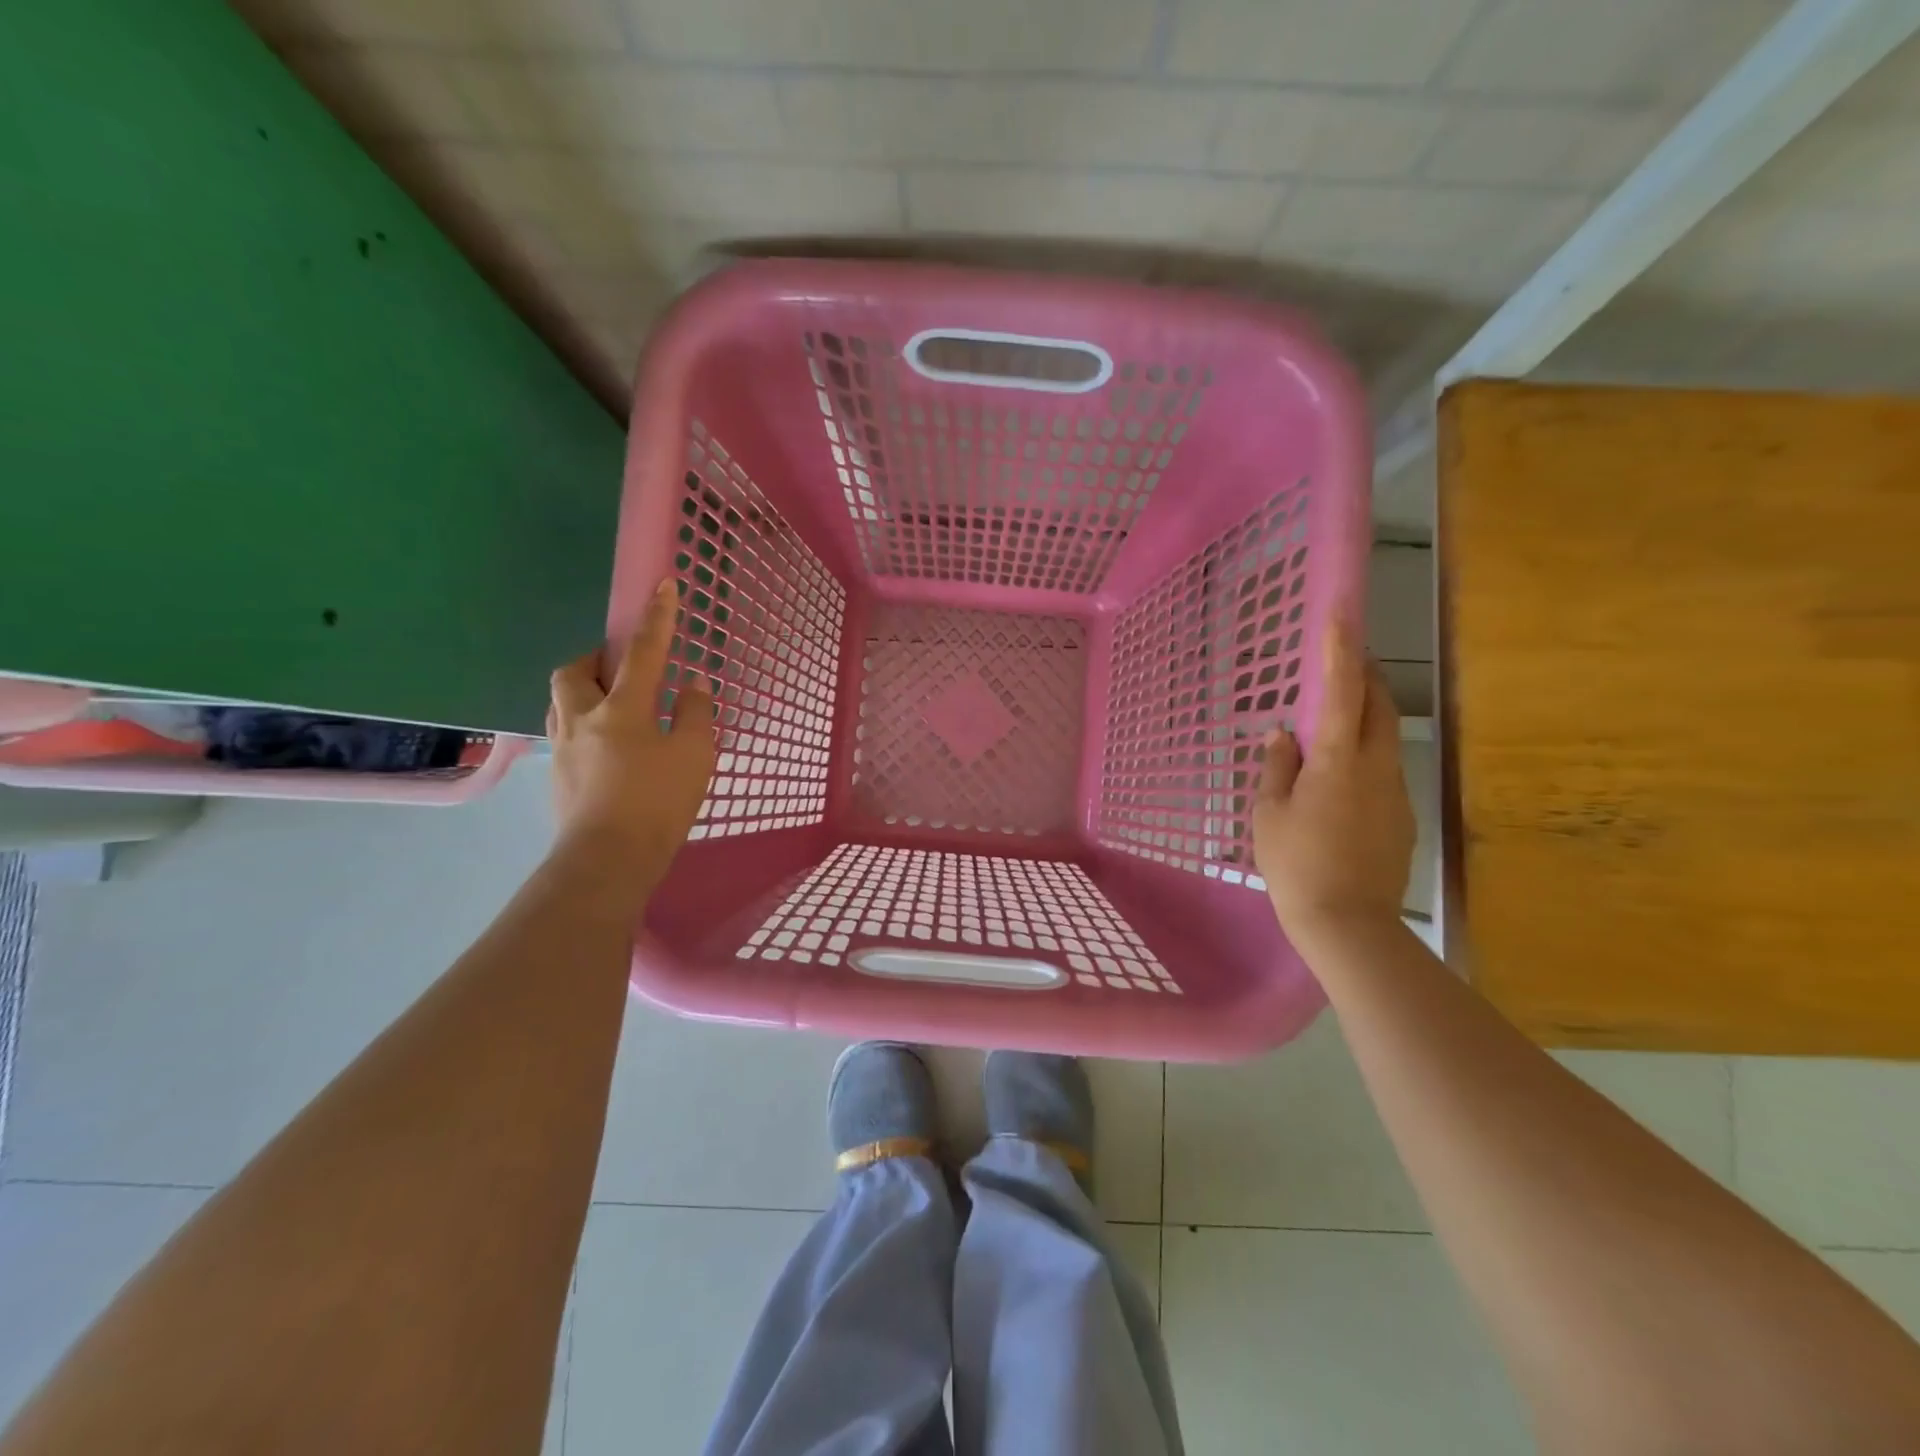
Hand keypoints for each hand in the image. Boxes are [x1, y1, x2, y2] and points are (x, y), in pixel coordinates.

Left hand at [547, 579, 715, 876]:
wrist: (608, 861)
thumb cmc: (657, 804)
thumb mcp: (695, 757)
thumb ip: (696, 715)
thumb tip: (694, 684)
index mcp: (621, 710)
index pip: (644, 652)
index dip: (657, 617)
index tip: (665, 584)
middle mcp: (582, 719)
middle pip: (573, 671)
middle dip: (595, 659)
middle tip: (622, 668)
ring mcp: (562, 748)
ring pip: (560, 701)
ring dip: (581, 690)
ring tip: (611, 704)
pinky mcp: (556, 776)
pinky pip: (562, 732)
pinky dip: (581, 724)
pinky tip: (603, 747)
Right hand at [1253, 618, 1413, 942]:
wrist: (1348, 924)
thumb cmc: (1296, 864)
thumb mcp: (1269, 813)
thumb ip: (1277, 767)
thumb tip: (1283, 735)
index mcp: (1339, 761)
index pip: (1344, 691)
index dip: (1341, 649)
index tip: (1341, 612)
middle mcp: (1378, 767)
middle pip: (1381, 706)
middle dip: (1365, 676)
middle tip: (1343, 661)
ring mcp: (1396, 793)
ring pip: (1386, 738)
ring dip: (1366, 717)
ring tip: (1333, 722)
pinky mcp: (1402, 817)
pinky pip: (1384, 770)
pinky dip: (1365, 755)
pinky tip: (1339, 781)